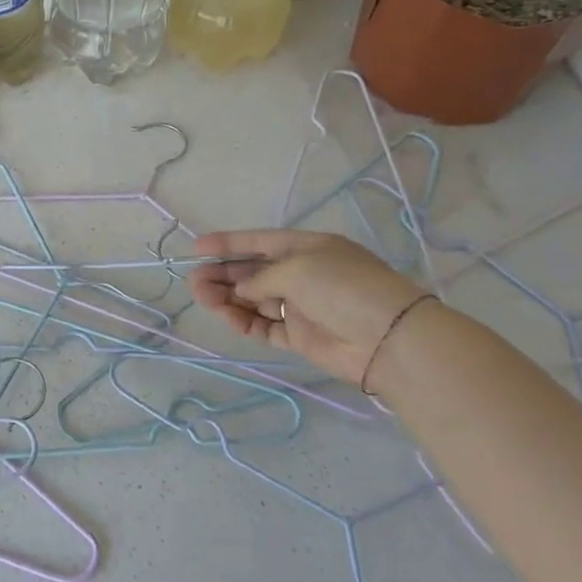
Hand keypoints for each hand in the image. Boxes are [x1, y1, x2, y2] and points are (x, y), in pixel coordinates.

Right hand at [190, 230, 426, 386]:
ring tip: (202, 299)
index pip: (259, 241)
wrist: (388, 340)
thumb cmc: (343, 288)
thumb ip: (260, 277)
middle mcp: (302, 274)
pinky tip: (228, 318)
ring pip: (254, 300)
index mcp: (306, 248)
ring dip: (228, 298)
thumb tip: (242, 290)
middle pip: (252, 272)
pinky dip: (245, 322)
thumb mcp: (297, 268)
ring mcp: (301, 306)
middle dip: (222, 274)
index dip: (227, 243)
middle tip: (193, 281)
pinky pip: (265, 326)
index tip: (195, 247)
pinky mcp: (301, 336)